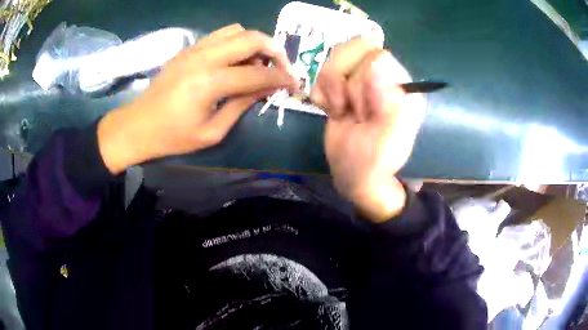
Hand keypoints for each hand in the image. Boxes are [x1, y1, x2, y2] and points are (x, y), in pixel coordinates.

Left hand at [97, 24, 297, 174]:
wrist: (137, 126)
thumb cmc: (172, 137)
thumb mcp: (212, 131)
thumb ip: (242, 105)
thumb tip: (266, 88)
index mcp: (210, 82)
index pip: (257, 74)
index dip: (281, 78)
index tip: (294, 83)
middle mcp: (204, 57)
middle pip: (251, 38)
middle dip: (275, 50)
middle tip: (282, 67)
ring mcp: (195, 49)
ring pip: (237, 30)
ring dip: (255, 43)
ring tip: (258, 64)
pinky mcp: (188, 49)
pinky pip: (220, 35)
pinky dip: (236, 42)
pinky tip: (236, 60)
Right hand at [310, 38, 425, 222]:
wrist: (352, 172)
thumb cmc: (371, 162)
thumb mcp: (383, 140)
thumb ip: (387, 103)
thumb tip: (378, 60)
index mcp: (404, 87)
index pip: (377, 56)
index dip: (362, 81)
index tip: (362, 111)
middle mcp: (387, 76)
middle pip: (354, 50)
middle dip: (344, 85)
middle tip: (353, 112)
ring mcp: (364, 77)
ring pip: (336, 56)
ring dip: (331, 88)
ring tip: (342, 111)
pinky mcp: (345, 82)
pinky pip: (323, 70)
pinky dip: (321, 92)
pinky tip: (333, 110)